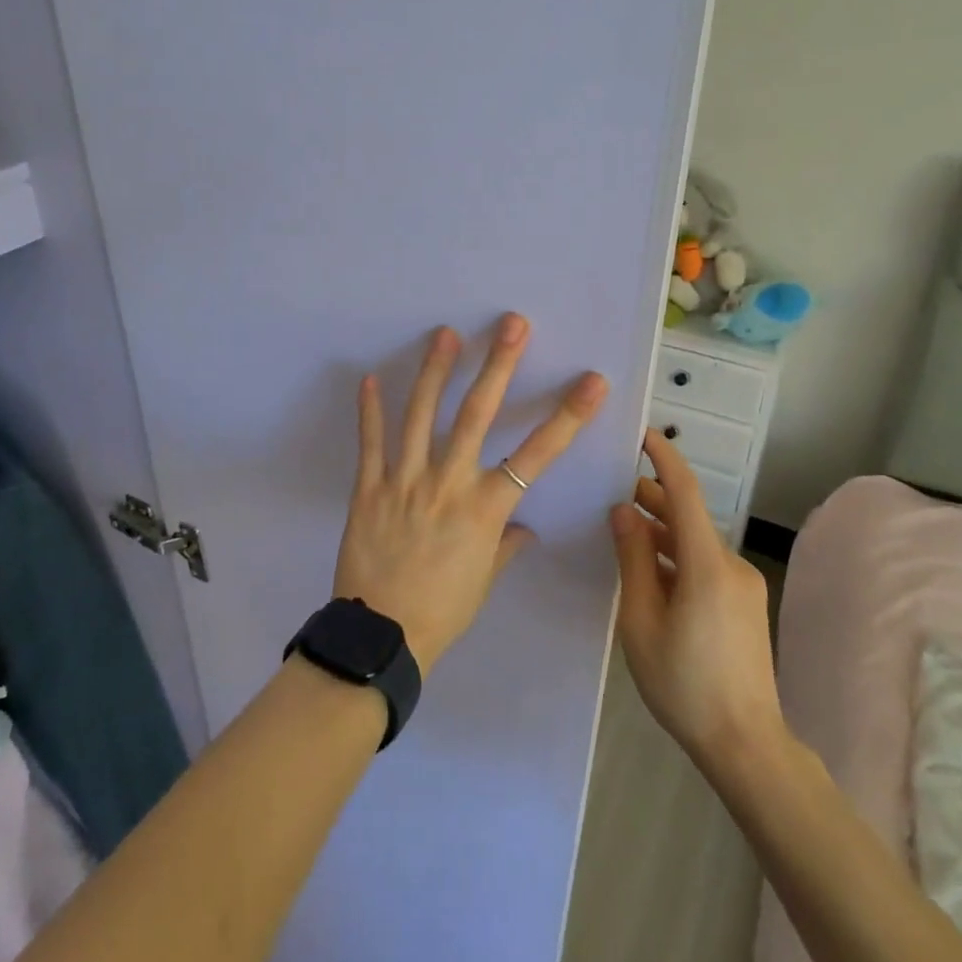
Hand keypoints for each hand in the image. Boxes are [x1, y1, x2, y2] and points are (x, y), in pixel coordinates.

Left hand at [335, 315, 608, 672]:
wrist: (382, 637)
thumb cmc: (443, 611)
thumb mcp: (484, 581)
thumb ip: (504, 546)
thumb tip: (523, 528)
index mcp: (486, 509)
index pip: (537, 456)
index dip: (567, 417)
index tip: (591, 382)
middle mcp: (449, 484)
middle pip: (477, 415)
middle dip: (498, 366)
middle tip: (511, 324)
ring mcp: (406, 482)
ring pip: (422, 416)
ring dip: (435, 371)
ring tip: (445, 334)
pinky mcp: (369, 488)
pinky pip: (371, 443)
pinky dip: (370, 410)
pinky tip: (371, 378)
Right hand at [611, 430, 787, 786]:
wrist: (747, 745)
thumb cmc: (684, 684)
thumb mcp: (641, 620)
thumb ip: (633, 560)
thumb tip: (623, 511)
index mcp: (706, 564)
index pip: (685, 492)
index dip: (663, 458)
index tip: (641, 433)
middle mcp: (730, 564)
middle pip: (688, 516)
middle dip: (653, 498)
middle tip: (613, 490)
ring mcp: (742, 585)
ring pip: (695, 543)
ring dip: (662, 531)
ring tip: (624, 531)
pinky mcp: (745, 604)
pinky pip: (705, 565)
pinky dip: (676, 557)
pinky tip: (650, 573)